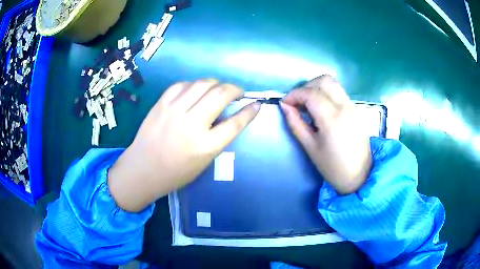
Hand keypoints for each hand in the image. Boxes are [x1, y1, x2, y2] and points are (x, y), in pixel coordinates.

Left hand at [108, 79, 260, 211]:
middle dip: (234, 89)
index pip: (235, 123)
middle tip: (237, 92)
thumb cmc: (176, 172)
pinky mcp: (161, 104)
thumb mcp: (204, 162)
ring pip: (202, 84)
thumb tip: (231, 116)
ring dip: (215, 83)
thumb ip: (218, 138)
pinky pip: (182, 85)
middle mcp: (191, 125)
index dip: (249, 111)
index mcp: (205, 146)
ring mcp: (174, 111)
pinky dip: (193, 84)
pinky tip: (195, 90)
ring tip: (218, 88)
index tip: (256, 104)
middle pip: (220, 95)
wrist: (143, 169)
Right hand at [281, 75, 371, 193]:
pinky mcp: (356, 109)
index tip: (285, 103)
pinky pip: (339, 93)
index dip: (294, 94)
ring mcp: (353, 106)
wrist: (360, 176)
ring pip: (333, 84)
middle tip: (298, 102)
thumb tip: (285, 106)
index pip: (310, 93)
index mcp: (332, 118)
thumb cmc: (333, 167)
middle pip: (324, 80)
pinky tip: (321, 110)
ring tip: (308, 105)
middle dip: (306, 86)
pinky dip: (327, 94)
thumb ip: (296, 123)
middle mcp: (345, 106)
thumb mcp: (310, 147)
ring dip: (317, 88)